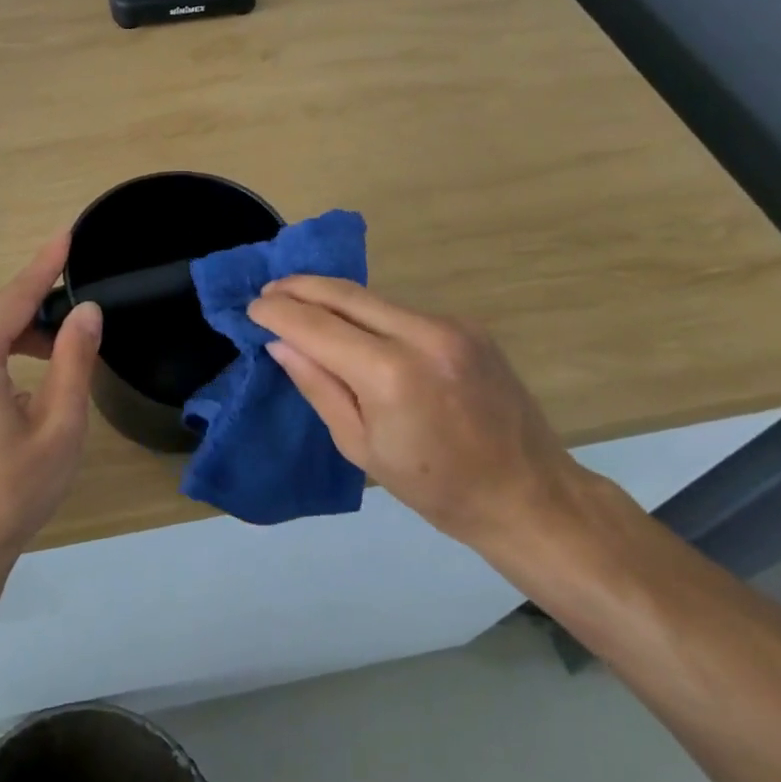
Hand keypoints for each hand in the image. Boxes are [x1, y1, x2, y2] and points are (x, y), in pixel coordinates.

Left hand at [0, 233, 102, 566]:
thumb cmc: (13, 490)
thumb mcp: (60, 425)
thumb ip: (73, 361)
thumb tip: (87, 312)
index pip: (15, 297)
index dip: (44, 265)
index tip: (66, 237)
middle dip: (22, 303)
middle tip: (62, 328)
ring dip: (7, 330)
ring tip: (47, 360)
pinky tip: (17, 392)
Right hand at [247, 276, 587, 548]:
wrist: (528, 493)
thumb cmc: (435, 487)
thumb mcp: (360, 446)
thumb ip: (319, 386)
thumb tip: (281, 344)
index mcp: (390, 374)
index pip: (317, 326)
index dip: (279, 313)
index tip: (252, 308)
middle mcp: (421, 334)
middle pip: (345, 294)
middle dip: (300, 288)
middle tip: (268, 291)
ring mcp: (450, 325)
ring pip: (373, 298)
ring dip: (332, 297)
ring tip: (300, 304)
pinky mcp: (467, 326)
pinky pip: (401, 310)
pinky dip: (367, 312)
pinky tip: (351, 325)